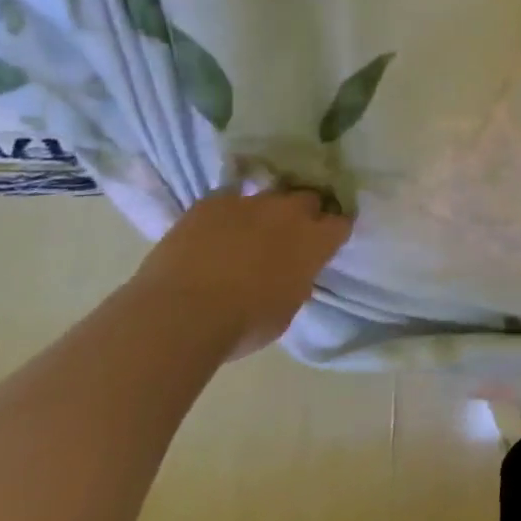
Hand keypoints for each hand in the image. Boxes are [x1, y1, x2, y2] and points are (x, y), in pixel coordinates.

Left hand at [134, 186, 351, 360]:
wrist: (179, 314)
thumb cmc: (242, 324)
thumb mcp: (286, 310)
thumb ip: (297, 282)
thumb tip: (292, 273)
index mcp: (315, 241)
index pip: (341, 223)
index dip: (333, 231)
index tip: (325, 241)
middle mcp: (289, 213)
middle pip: (308, 198)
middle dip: (303, 213)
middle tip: (288, 234)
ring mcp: (250, 202)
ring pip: (269, 196)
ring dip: (265, 211)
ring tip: (249, 231)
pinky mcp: (212, 202)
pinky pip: (228, 199)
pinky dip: (227, 213)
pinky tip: (215, 231)